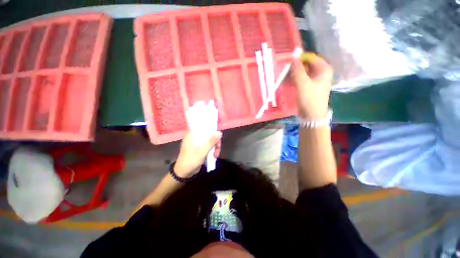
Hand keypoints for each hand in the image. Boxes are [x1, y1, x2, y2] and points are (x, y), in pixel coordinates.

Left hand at [174, 131, 221, 177]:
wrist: (184, 173)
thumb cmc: (190, 160)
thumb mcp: (202, 151)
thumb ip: (211, 142)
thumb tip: (220, 132)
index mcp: (191, 135)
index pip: (202, 127)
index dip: (211, 128)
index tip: (218, 133)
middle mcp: (194, 137)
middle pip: (208, 134)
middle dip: (215, 141)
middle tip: (219, 147)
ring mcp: (197, 143)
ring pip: (209, 141)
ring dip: (214, 147)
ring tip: (217, 155)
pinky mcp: (199, 148)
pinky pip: (208, 146)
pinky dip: (212, 150)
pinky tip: (214, 155)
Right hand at [290, 51, 332, 119]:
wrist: (311, 116)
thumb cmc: (310, 99)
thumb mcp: (303, 83)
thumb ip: (297, 69)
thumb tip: (293, 55)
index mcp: (323, 69)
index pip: (310, 57)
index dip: (299, 59)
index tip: (288, 63)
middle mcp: (320, 73)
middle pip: (306, 65)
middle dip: (295, 68)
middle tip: (285, 72)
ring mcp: (314, 80)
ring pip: (302, 72)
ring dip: (293, 75)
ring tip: (284, 79)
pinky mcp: (308, 86)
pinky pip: (300, 79)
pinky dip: (294, 80)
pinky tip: (287, 83)